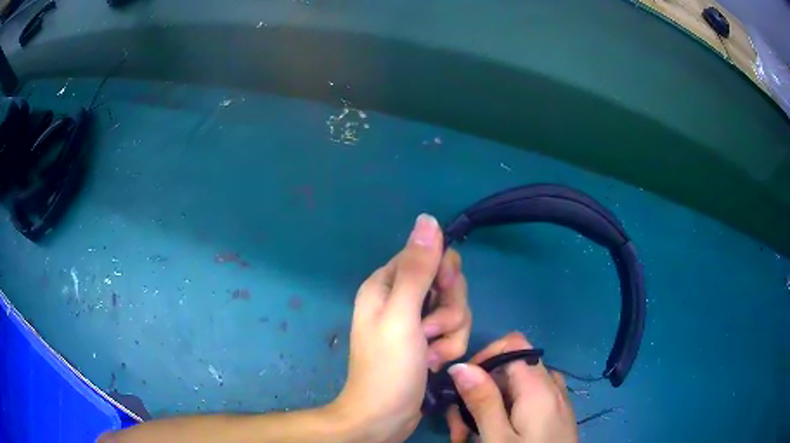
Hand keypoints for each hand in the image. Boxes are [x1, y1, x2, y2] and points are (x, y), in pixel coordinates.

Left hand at [330, 214, 470, 441]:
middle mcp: (401, 298)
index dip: (443, 275)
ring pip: (456, 311)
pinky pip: (454, 332)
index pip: (430, 256)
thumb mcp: (401, 315)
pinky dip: (448, 349)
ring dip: (450, 335)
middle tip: (429, 332)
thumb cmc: (388, 367)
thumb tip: (428, 219)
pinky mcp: (428, 342)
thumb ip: (417, 268)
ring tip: (430, 355)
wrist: (384, 417)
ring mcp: (416, 322)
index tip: (442, 294)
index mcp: (387, 283)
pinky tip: (433, 364)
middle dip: (449, 311)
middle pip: (448, 285)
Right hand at [446, 332, 577, 442]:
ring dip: (489, 406)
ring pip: (516, 388)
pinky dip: (507, 413)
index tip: (463, 383)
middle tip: (459, 426)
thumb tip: (461, 365)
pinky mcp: (555, 415)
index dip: (486, 355)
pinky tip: (495, 435)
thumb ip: (483, 401)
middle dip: (480, 392)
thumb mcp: (498, 438)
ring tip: (469, 437)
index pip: (514, 344)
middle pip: (511, 369)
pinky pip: (528, 402)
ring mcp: (555, 401)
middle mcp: (551, 386)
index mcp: (538, 387)